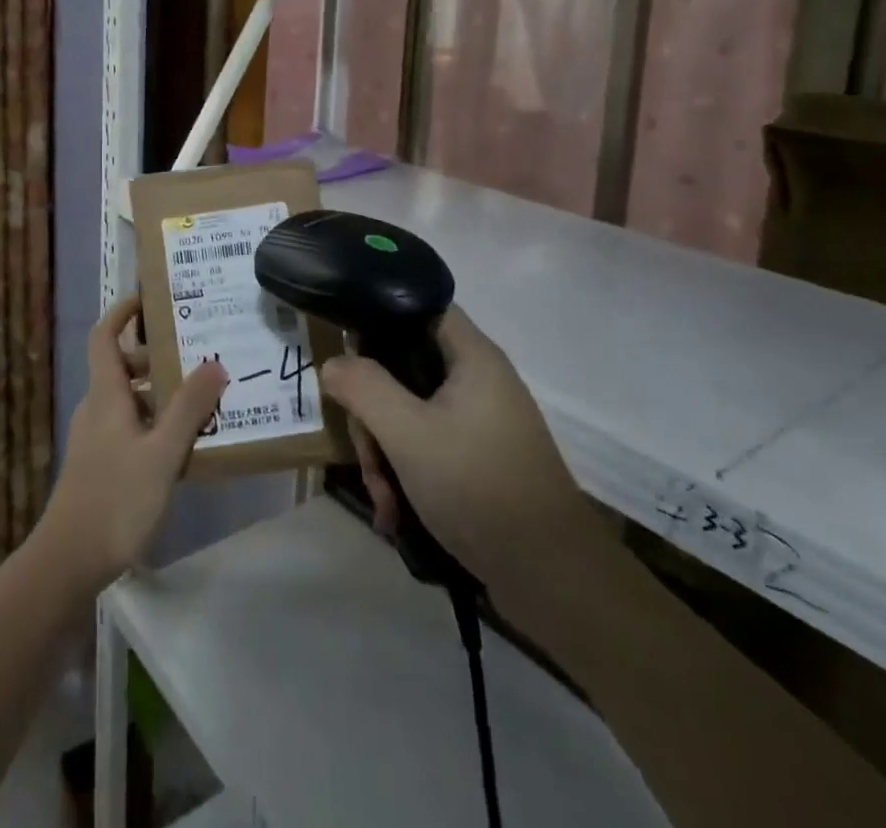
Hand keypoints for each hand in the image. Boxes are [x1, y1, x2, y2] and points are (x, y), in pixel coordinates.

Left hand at [38, 295, 227, 592]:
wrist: (68, 561)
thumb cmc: (116, 499)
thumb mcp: (163, 453)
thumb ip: (190, 409)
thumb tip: (215, 363)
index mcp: (106, 395)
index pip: (104, 336)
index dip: (122, 312)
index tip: (150, 298)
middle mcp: (97, 409)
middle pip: (123, 367)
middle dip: (157, 357)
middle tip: (197, 354)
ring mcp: (97, 439)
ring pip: (130, 400)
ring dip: (161, 394)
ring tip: (202, 399)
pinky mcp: (101, 465)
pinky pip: (131, 427)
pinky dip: (155, 423)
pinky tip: (184, 445)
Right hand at [318, 307, 605, 588]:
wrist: (552, 578)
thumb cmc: (478, 487)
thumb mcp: (407, 433)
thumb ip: (364, 388)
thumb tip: (333, 363)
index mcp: (472, 357)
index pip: (420, 307)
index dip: (380, 318)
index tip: (347, 350)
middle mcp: (479, 380)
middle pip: (405, 368)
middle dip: (375, 413)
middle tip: (367, 457)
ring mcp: (481, 421)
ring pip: (411, 412)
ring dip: (386, 452)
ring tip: (383, 502)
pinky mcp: (481, 457)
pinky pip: (429, 444)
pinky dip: (407, 471)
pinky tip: (396, 512)